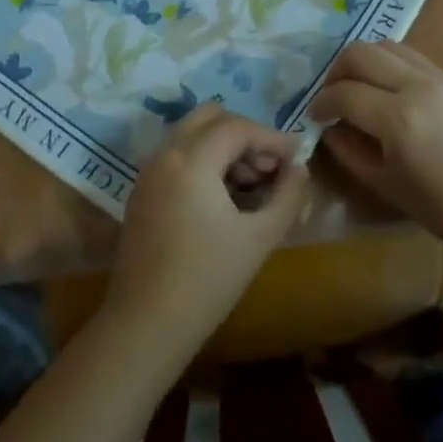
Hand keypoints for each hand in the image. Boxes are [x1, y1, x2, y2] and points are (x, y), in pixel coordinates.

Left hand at [101, 103, 310, 368]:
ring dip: (224, 146)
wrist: (145, 324)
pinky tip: (225, 196)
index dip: (272, 137)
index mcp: (191, 159)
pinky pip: (177, 155)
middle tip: (270, 166)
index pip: (238, 127)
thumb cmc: (208, 280)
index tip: (297, 157)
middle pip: (210, 117)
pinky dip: (204, 160)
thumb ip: (287, 196)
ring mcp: (149, 170)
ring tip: (253, 184)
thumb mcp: (259, 237)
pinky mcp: (142, 190)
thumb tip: (300, 168)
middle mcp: (165, 153)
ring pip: (192, 134)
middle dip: (245, 134)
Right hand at [310, 41, 442, 262]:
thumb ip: (351, 153)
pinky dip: (390, 64)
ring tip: (359, 89)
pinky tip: (390, 91)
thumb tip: (330, 130)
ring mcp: (439, 76)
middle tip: (333, 96)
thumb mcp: (388, 188)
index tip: (314, 117)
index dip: (321, 103)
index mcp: (399, 118)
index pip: (344, 93)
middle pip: (360, 53)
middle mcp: (417, 85)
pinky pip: (411, 56)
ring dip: (364, 62)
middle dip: (337, 71)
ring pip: (386, 46)